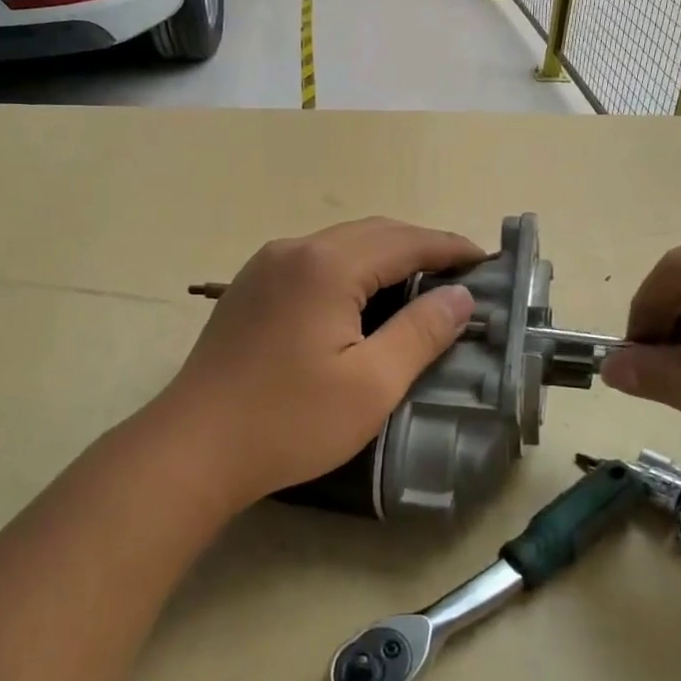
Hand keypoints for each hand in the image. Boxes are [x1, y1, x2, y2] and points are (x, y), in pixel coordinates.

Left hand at [156, 218, 481, 512]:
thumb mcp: (372, 384)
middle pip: (372, 232)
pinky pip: (313, 260)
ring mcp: (265, 265)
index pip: (405, 241)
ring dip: (384, 255)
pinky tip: (361, 297)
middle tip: (459, 274)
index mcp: (327, 265)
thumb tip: (460, 296)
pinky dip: (350, 267)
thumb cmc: (290, 421)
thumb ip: (421, 332)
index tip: (486, 261)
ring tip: (420, 283)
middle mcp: (295, 249)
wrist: (194, 447)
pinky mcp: (250, 287)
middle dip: (420, 246)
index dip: (449, 248)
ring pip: (340, 243)